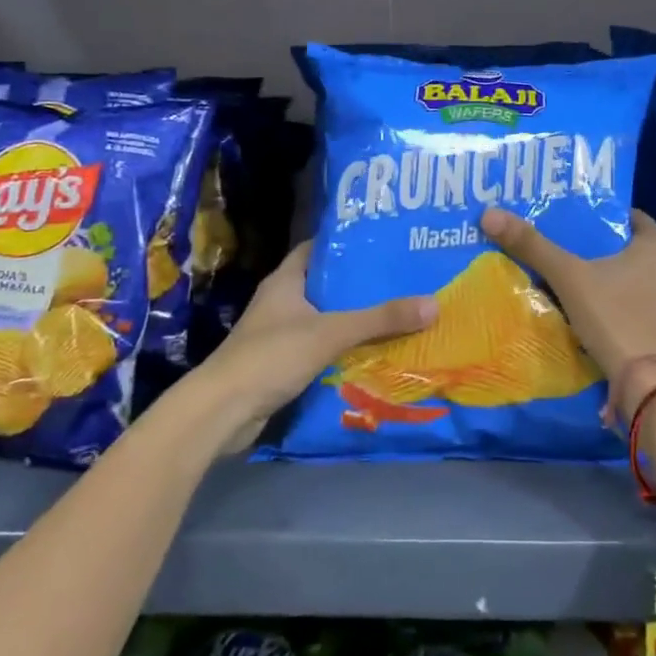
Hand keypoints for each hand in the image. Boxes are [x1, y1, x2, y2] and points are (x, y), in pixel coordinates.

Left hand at [182, 243, 436, 455]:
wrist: (222, 412)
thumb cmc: (271, 357)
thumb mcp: (330, 332)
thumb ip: (380, 319)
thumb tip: (433, 304)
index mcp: (286, 281)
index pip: (319, 249)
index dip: (348, 244)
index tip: (384, 242)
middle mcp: (282, 302)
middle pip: (327, 285)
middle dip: (361, 285)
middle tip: (404, 279)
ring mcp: (280, 334)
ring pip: (326, 319)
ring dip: (356, 320)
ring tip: (399, 313)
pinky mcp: (283, 364)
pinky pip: (322, 349)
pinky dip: (344, 349)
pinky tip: (375, 353)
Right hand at [479, 206, 655, 422]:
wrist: (651, 384)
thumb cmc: (615, 318)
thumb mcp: (568, 278)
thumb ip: (532, 246)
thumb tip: (489, 214)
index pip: (629, 218)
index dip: (602, 218)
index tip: (574, 223)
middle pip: (633, 250)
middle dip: (605, 252)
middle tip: (570, 253)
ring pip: (641, 280)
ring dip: (617, 281)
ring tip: (582, 285)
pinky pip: (646, 307)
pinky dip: (626, 306)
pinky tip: (602, 314)